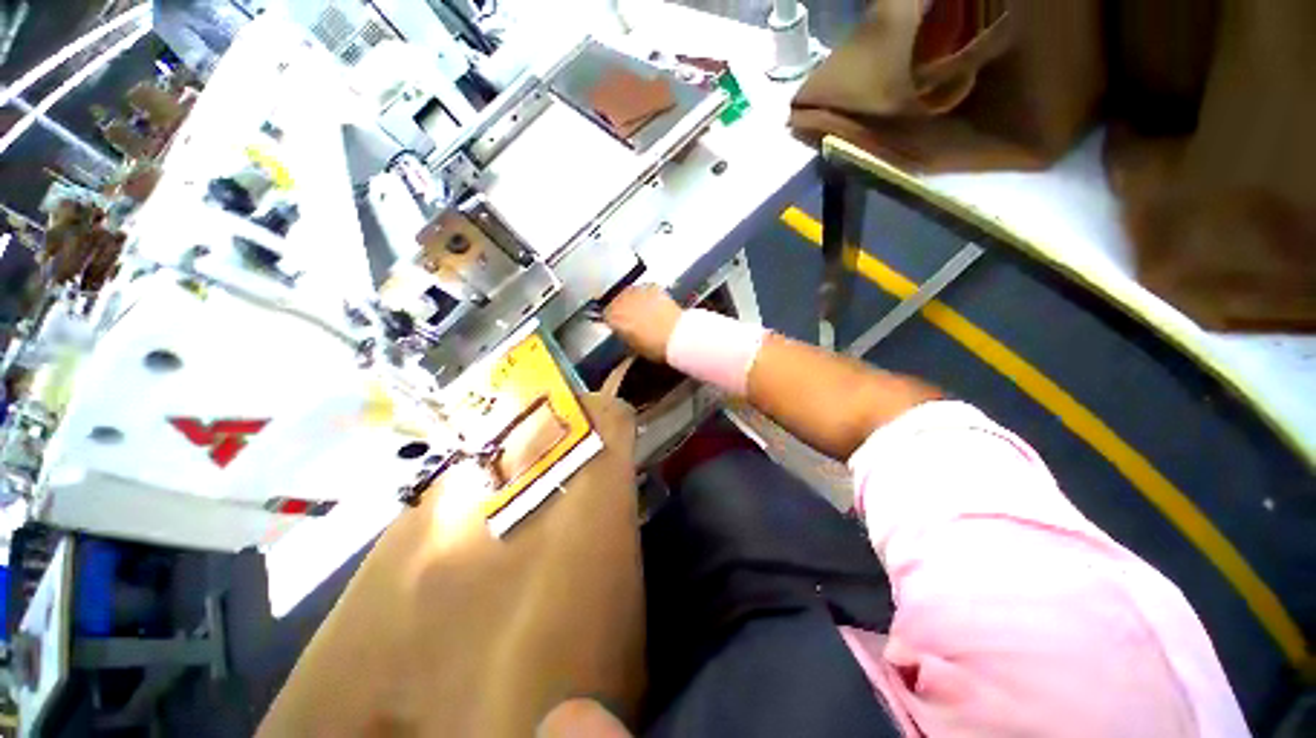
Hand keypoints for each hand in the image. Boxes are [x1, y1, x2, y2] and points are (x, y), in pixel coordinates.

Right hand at [603, 285, 682, 362]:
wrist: (676, 335)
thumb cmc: (653, 346)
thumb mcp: (633, 346)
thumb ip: (624, 334)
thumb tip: (624, 330)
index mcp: (613, 317)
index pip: (606, 314)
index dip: (613, 320)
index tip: (619, 324)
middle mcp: (621, 300)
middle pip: (616, 300)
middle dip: (622, 307)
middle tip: (633, 317)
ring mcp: (636, 291)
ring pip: (629, 292)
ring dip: (634, 299)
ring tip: (644, 309)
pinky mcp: (652, 286)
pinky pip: (644, 289)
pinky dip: (647, 295)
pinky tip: (655, 304)